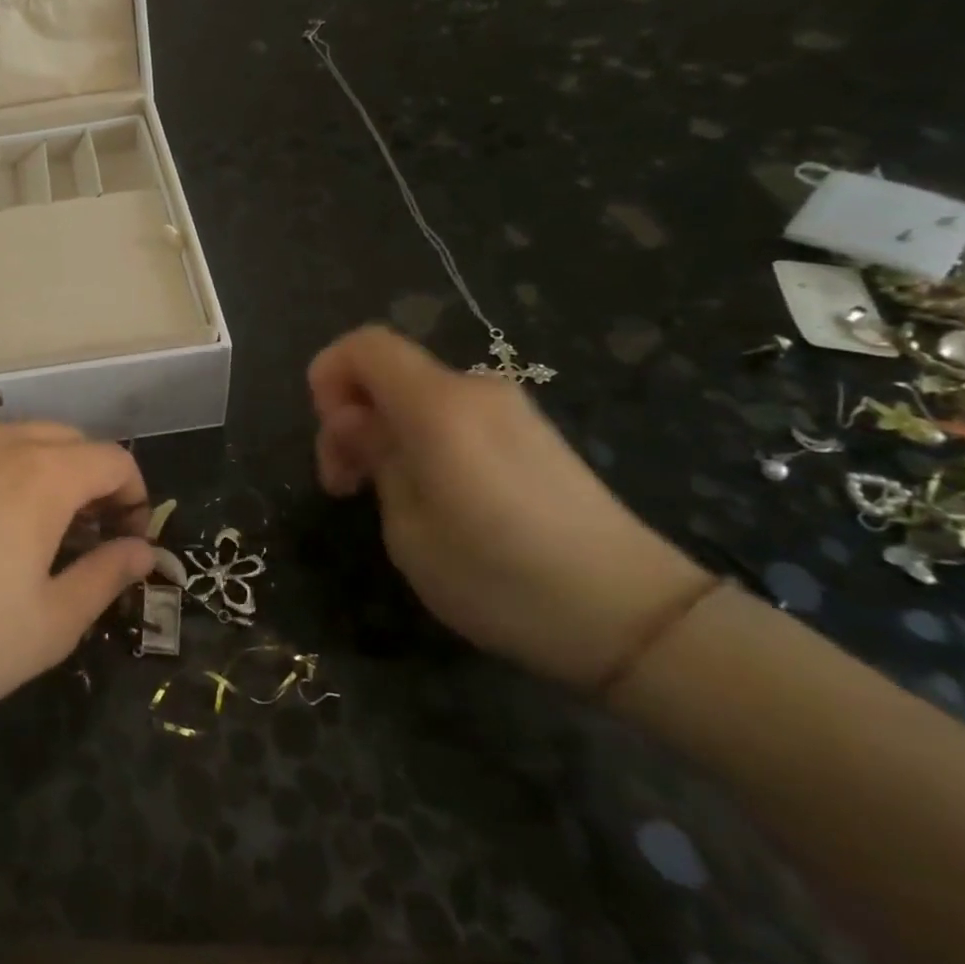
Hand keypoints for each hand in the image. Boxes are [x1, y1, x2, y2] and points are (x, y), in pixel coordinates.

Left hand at [0, 423, 154, 742]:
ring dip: (48, 472)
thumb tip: (144, 552)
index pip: (112, 459)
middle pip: (69, 440)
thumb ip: (107, 577)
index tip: (129, 542)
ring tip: (38, 531)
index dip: (135, 496)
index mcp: (40, 475)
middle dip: (94, 480)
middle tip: (89, 537)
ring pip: (20, 440)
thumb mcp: (51, 624)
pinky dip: (2, 473)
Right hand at [309, 325, 710, 689]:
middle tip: (346, 486)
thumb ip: (375, 459)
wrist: (635, 618)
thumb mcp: (408, 529)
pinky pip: (455, 417)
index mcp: (438, 405)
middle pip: (389, 373)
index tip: (332, 436)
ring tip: (390, 501)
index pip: (364, 345)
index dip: (329, 375)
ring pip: (419, 398)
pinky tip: (436, 499)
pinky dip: (424, 442)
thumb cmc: (501, 578)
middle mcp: (475, 391)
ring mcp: (510, 411)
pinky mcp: (533, 436)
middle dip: (352, 418)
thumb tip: (360, 424)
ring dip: (387, 435)